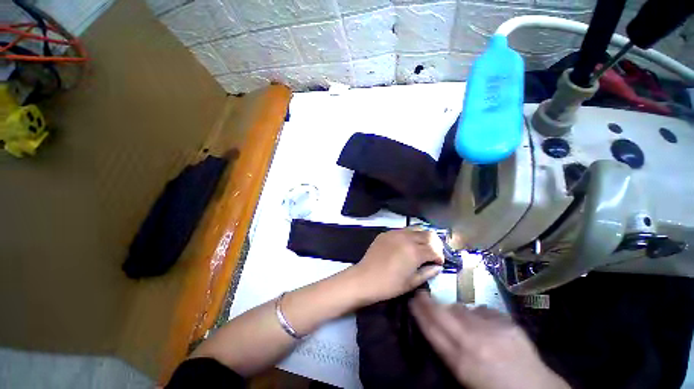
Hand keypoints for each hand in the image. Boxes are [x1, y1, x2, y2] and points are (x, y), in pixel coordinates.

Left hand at [350, 228, 443, 304]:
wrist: (366, 278)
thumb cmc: (390, 284)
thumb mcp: (412, 282)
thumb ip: (428, 272)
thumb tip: (437, 266)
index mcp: (415, 251)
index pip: (435, 249)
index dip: (439, 257)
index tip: (438, 263)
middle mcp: (407, 238)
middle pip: (428, 234)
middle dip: (434, 244)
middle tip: (432, 254)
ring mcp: (395, 233)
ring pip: (415, 228)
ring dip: (422, 237)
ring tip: (420, 247)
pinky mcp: (386, 233)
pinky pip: (402, 230)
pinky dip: (409, 235)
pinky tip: (405, 244)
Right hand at [410, 293, 569, 388]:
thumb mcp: (465, 376)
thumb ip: (449, 350)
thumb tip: (439, 326)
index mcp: (459, 361)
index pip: (431, 329)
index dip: (418, 312)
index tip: (411, 300)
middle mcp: (472, 341)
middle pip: (441, 314)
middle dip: (427, 301)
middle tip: (420, 293)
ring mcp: (490, 329)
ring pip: (460, 308)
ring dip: (453, 308)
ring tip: (454, 313)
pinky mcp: (506, 322)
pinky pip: (481, 309)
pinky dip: (477, 313)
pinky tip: (481, 322)